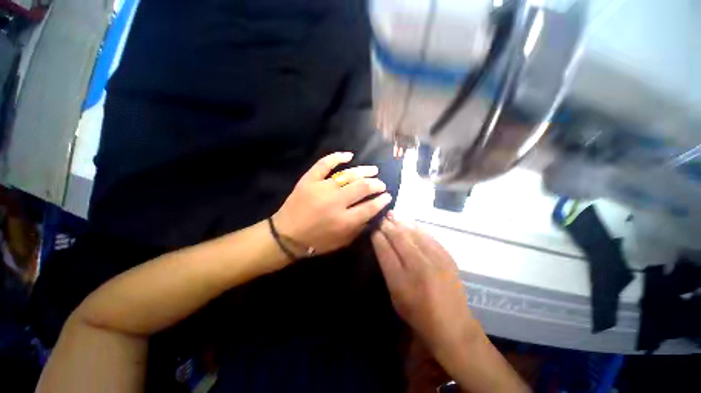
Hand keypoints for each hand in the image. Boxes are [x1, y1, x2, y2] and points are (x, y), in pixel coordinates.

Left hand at [273, 152, 391, 257]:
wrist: (286, 235)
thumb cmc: (316, 242)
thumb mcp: (342, 242)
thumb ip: (359, 229)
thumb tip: (373, 213)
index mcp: (344, 221)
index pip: (370, 207)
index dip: (382, 200)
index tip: (387, 196)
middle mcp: (336, 202)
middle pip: (363, 187)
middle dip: (376, 185)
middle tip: (381, 184)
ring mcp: (322, 188)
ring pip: (349, 175)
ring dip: (365, 171)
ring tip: (373, 170)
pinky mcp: (309, 180)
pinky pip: (324, 164)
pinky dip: (337, 157)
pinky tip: (349, 155)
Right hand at [371, 215, 480, 357]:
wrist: (452, 323)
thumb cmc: (417, 312)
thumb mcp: (395, 295)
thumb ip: (387, 268)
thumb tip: (381, 243)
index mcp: (401, 281)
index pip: (385, 250)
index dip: (377, 236)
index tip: (373, 228)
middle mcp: (418, 266)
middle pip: (399, 238)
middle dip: (387, 226)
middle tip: (381, 218)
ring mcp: (435, 259)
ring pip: (413, 232)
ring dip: (400, 223)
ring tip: (392, 216)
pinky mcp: (446, 255)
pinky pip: (428, 235)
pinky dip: (415, 227)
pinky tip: (409, 223)